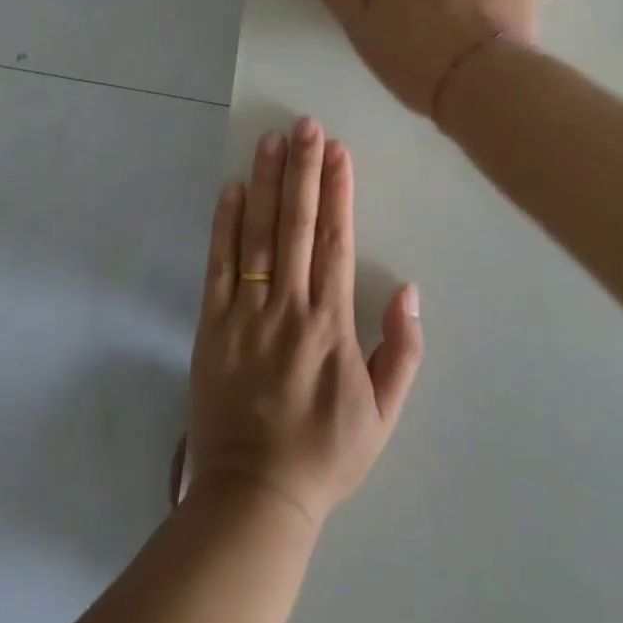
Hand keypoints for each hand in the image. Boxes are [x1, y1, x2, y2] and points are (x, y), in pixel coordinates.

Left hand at [188, 119, 423, 528]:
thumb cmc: (324, 453)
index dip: (338, 191)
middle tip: (306, 125)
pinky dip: (224, 225)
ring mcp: (246, 313)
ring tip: (271, 140)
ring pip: (258, 235)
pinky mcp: (211, 325)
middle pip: (297, 225)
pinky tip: (231, 189)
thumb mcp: (384, 415)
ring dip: (266, 184)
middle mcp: (288, 307)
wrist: (254, 497)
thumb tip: (410, 290)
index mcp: (331, 323)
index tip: (339, 151)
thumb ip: (403, 351)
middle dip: (303, 170)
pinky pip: (218, 266)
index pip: (336, 241)